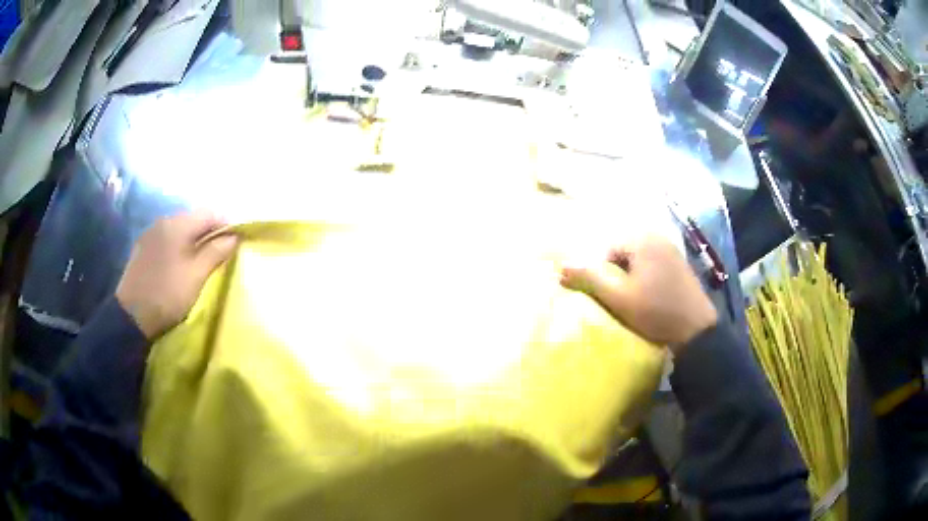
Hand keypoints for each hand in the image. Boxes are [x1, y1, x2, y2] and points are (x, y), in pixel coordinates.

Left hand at [116, 211, 237, 339]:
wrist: (131, 316)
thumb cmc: (167, 295)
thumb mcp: (196, 276)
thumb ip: (216, 252)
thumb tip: (234, 236)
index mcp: (178, 224)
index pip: (210, 214)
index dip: (226, 226)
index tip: (234, 244)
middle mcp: (164, 220)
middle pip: (194, 219)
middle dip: (209, 233)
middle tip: (218, 255)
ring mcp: (151, 232)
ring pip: (180, 229)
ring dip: (193, 240)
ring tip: (198, 261)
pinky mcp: (143, 246)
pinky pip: (167, 238)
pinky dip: (178, 245)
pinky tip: (178, 263)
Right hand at [560, 235, 717, 348]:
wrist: (696, 331)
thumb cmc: (656, 312)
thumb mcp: (618, 298)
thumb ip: (589, 278)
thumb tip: (560, 267)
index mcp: (642, 239)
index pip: (607, 251)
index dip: (604, 275)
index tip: (612, 297)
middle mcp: (658, 236)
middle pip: (623, 253)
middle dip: (618, 275)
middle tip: (622, 300)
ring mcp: (672, 249)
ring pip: (638, 260)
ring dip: (632, 278)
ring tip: (637, 302)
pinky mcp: (680, 263)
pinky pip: (653, 265)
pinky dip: (647, 279)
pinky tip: (652, 298)